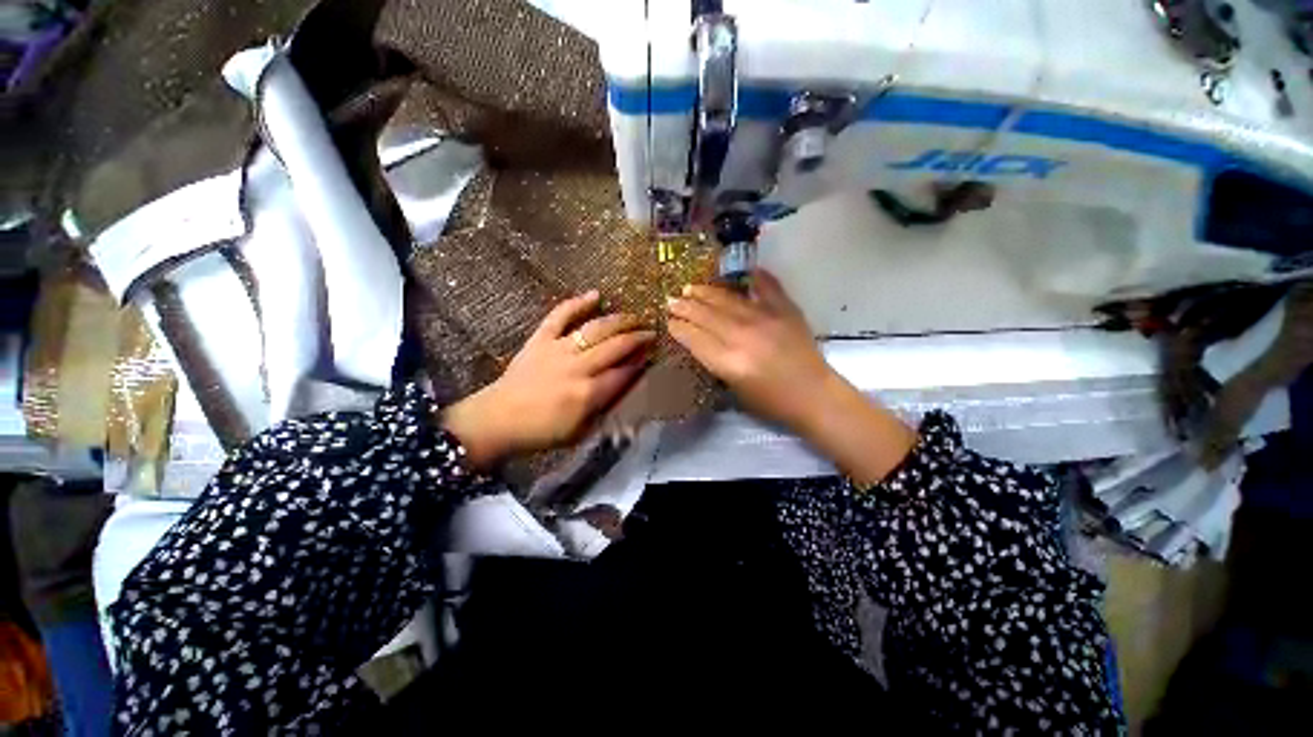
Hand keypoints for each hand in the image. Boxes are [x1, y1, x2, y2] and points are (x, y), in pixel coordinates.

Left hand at [443, 291, 653, 470]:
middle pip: (616, 346)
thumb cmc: (541, 432)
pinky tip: (596, 295)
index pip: (624, 373)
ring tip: (634, 317)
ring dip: (619, 321)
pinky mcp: (541, 339)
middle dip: (638, 338)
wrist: (497, 420)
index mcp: (588, 394)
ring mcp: (558, 350)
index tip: (652, 355)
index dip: (641, 362)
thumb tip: (625, 388)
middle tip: (651, 332)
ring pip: (596, 329)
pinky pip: (560, 316)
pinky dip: (578, 303)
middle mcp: (577, 368)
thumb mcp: (580, 432)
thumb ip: (604, 411)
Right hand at [667, 269, 914, 484]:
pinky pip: (766, 286)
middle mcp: (743, 336)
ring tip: (691, 288)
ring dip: (706, 293)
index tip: (669, 322)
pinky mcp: (785, 309)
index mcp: (729, 361)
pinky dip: (755, 277)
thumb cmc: (771, 402)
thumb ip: (716, 362)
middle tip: (671, 300)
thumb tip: (700, 341)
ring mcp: (765, 318)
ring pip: (727, 300)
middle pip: (706, 316)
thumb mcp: (734, 389)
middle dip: (686, 307)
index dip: (679, 328)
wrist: (814, 395)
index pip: (695, 338)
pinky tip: (742, 272)